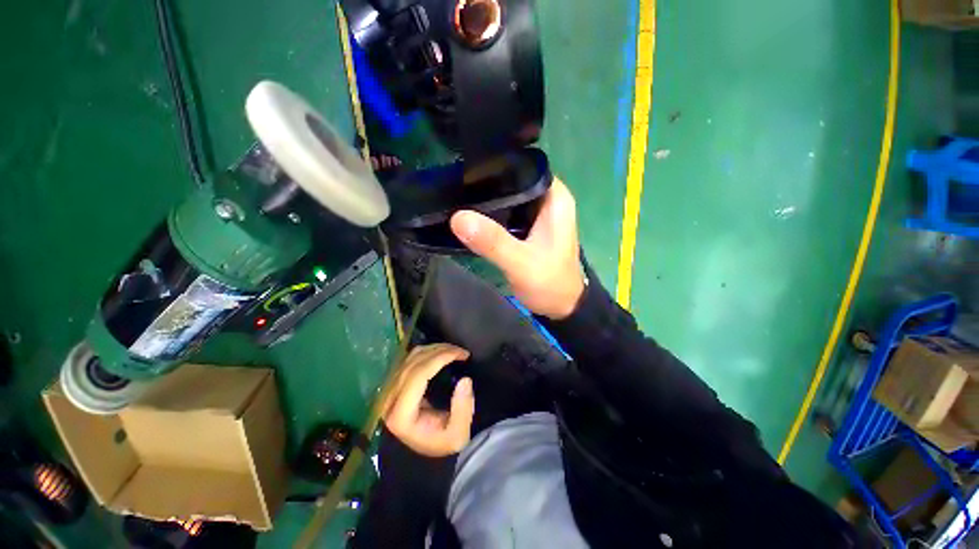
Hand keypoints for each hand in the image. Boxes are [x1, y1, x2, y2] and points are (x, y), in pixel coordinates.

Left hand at [383, 344, 474, 456]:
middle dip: (440, 350)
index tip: (462, 354)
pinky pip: (409, 359)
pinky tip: (441, 353)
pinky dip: (427, 352)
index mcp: (401, 414)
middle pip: (414, 362)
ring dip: (434, 349)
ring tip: (454, 351)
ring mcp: (389, 391)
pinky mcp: (393, 385)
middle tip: (461, 351)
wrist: (422, 453)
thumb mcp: (457, 435)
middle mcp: (390, 400)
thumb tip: (465, 380)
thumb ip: (463, 410)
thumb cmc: (440, 444)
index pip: (418, 374)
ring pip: (410, 357)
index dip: (440, 358)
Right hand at [450, 177, 584, 319]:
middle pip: (514, 179)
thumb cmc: (549, 283)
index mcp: (555, 197)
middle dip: (487, 181)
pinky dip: (493, 213)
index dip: (496, 164)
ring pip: (510, 195)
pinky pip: (508, 211)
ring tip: (458, 194)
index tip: (466, 167)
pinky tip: (473, 214)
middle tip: (455, 182)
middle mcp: (548, 199)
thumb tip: (457, 217)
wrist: (561, 306)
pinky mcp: (530, 226)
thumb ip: (493, 241)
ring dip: (489, 198)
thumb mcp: (520, 263)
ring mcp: (539, 213)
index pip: (523, 166)